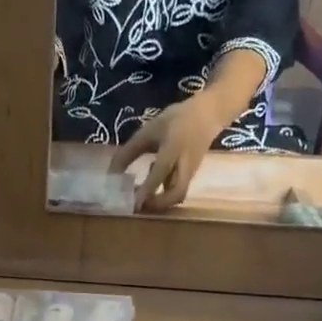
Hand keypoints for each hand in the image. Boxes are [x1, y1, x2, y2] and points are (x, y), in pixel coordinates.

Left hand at [110, 92, 230, 211]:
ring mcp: (190, 172)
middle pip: (177, 193)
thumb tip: (111, 174)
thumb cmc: (176, 120)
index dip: (146, 189)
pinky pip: (177, 190)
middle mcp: (184, 164)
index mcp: (173, 148)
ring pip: (178, 194)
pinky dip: (163, 194)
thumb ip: (129, 152)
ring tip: (140, 200)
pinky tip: (149, 189)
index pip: (160, 172)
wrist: (209, 114)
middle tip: (137, 206)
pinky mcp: (190, 175)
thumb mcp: (149, 131)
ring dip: (160, 202)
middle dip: (158, 205)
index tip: (133, 203)